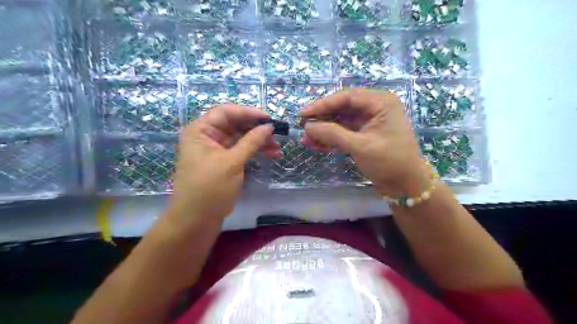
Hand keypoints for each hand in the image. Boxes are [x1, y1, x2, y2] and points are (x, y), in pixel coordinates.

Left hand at [169, 105, 280, 223]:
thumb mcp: (232, 163)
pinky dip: (256, 151)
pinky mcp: (225, 162)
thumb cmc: (209, 188)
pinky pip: (242, 150)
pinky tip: (271, 154)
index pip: (226, 112)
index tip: (268, 119)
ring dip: (259, 141)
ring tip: (277, 148)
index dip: (248, 113)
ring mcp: (217, 150)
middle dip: (256, 129)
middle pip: (235, 125)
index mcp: (201, 130)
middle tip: (276, 135)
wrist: (197, 220)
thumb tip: (268, 126)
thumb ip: (251, 142)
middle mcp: (208, 136)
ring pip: (241, 138)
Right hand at [302, 87, 426, 195]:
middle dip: (322, 119)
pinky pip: (344, 132)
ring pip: (341, 121)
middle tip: (302, 127)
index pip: (346, 97)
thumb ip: (332, 134)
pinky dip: (331, 139)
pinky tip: (316, 145)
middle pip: (342, 108)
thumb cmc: (389, 162)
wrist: (405, 185)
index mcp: (380, 102)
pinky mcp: (364, 135)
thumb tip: (307, 126)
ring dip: (324, 130)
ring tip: (305, 139)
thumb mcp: (360, 146)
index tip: (303, 114)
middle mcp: (375, 108)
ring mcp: (369, 122)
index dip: (322, 104)